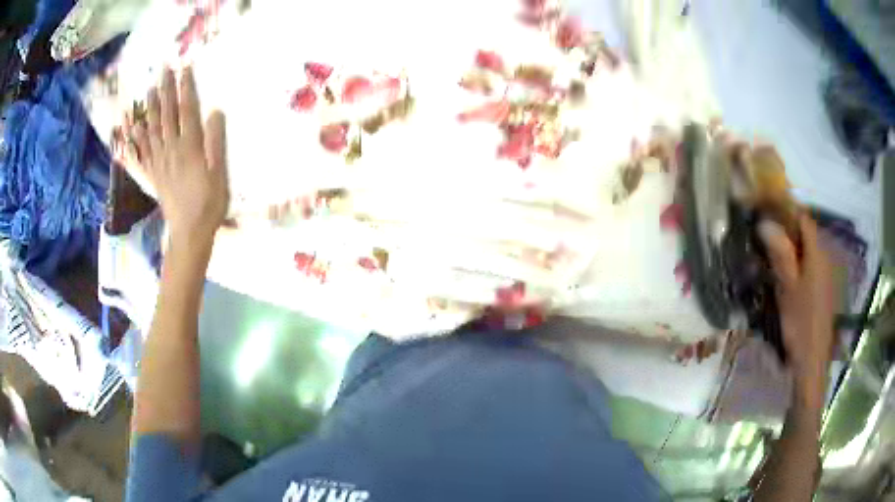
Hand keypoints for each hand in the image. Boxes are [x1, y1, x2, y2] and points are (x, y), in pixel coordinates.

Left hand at [124, 67, 228, 248]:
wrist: (189, 232)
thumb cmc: (209, 202)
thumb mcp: (219, 173)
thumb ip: (216, 141)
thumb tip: (215, 111)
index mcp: (189, 147)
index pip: (186, 110)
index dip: (185, 87)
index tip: (185, 67)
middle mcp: (171, 149)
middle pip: (167, 114)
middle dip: (166, 89)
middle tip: (164, 69)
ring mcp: (159, 161)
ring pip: (152, 128)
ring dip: (150, 106)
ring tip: (149, 88)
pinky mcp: (153, 173)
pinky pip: (141, 151)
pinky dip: (136, 137)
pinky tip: (132, 126)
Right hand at [759, 213, 835, 399]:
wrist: (812, 361)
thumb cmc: (800, 324)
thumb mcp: (787, 289)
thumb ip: (780, 254)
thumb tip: (766, 222)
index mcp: (817, 254)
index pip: (804, 218)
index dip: (787, 208)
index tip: (767, 206)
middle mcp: (824, 257)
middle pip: (806, 232)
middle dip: (787, 227)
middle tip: (765, 231)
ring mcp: (826, 274)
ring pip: (808, 249)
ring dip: (792, 245)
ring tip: (772, 252)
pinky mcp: (824, 289)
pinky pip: (810, 264)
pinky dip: (798, 262)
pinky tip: (786, 275)